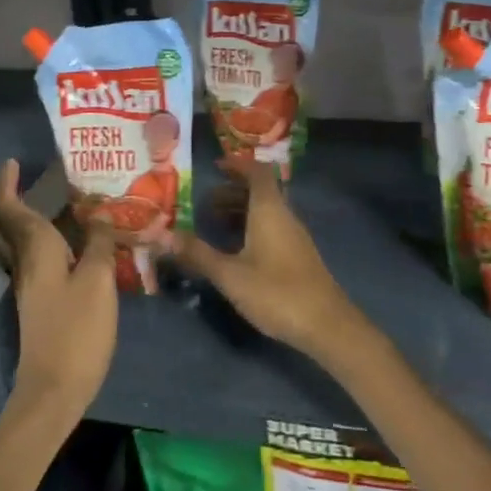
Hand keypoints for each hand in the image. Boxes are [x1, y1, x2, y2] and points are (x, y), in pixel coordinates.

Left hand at [0, 160, 116, 415]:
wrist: (54, 390)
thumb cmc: (77, 331)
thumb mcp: (99, 281)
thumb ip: (100, 242)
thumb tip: (102, 212)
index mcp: (35, 248)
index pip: (8, 206)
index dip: (5, 182)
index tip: (13, 161)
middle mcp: (23, 260)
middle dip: (1, 195)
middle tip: (20, 175)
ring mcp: (27, 282)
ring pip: (11, 238)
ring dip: (18, 214)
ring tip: (47, 198)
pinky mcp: (36, 299)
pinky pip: (28, 254)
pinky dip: (35, 236)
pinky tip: (64, 238)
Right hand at [177, 156, 367, 359]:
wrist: (326, 325)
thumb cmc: (276, 292)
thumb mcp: (230, 274)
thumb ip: (198, 254)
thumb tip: (163, 235)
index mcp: (269, 210)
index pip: (257, 172)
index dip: (237, 164)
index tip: (214, 167)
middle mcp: (285, 215)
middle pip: (260, 190)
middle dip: (231, 191)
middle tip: (203, 203)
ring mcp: (294, 235)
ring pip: (266, 210)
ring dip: (240, 210)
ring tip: (213, 224)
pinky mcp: (298, 255)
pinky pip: (272, 226)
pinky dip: (251, 226)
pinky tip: (236, 249)